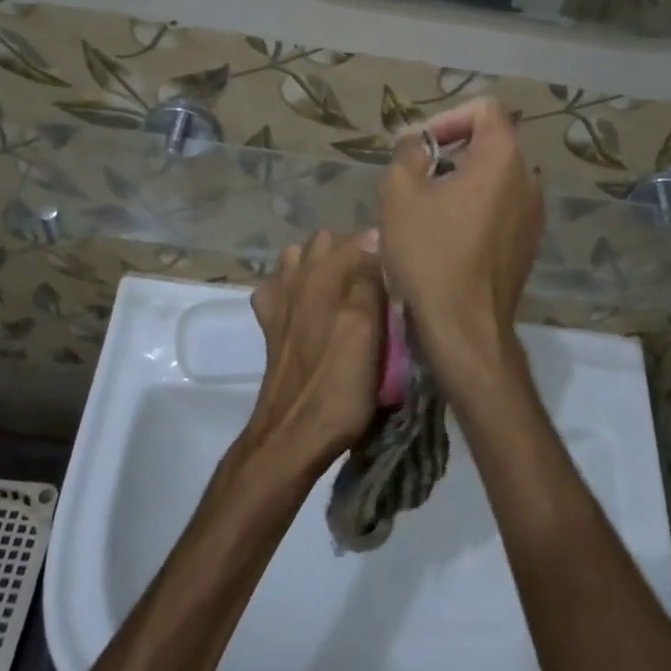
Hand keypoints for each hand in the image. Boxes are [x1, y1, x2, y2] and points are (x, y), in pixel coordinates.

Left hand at [244, 229, 385, 478]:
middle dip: (354, 252)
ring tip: (345, 290)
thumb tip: (373, 236)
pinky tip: (308, 305)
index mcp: (325, 276)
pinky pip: (280, 286)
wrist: (292, 435)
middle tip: (378, 283)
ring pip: (302, 258)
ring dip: (322, 265)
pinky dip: (293, 285)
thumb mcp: (367, 332)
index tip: (400, 270)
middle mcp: (298, 278)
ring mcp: (279, 299)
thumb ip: (367, 281)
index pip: (361, 238)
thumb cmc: (338, 386)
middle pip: (329, 242)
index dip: (383, 249)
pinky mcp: (270, 323)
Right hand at [379, 99, 542, 378]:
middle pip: (490, 143)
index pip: (484, 109)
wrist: (464, 326)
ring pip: (494, 178)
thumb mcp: (400, 193)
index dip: (447, 118)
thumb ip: (408, 152)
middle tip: (414, 178)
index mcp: (504, 159)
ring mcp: (534, 214)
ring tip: (426, 209)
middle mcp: (529, 180)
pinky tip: (446, 236)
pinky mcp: (528, 243)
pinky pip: (500, 207)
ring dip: (460, 182)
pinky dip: (474, 208)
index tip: (420, 148)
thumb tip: (417, 141)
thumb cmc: (430, 254)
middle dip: (449, 152)